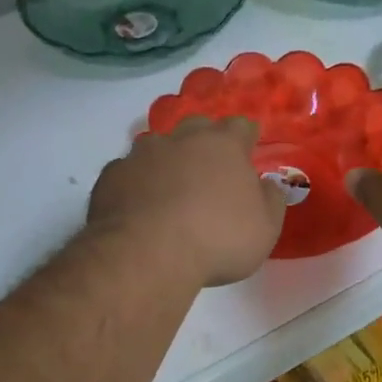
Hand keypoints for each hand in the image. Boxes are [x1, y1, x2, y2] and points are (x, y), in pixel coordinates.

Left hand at [88, 117, 285, 287]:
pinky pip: (127, 172)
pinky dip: (135, 183)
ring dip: (166, 160)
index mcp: (224, 145)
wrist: (146, 254)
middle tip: (209, 170)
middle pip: (197, 127)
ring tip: (169, 189)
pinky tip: (138, 207)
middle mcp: (182, 139)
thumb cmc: (217, 239)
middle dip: (204, 142)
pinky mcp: (111, 175)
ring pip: (157, 146)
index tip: (248, 150)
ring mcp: (141, 154)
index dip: (246, 138)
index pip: (241, 126)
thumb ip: (270, 200)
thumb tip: (266, 184)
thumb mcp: (264, 228)